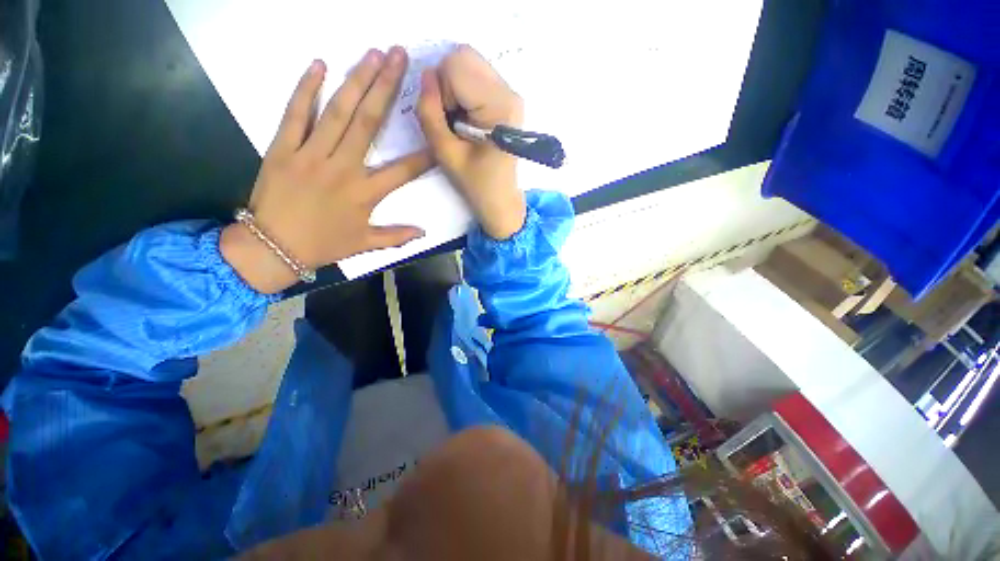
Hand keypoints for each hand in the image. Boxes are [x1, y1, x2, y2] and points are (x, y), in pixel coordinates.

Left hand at [222, 48, 431, 293]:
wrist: (272, 247)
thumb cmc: (323, 245)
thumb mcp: (365, 245)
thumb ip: (396, 237)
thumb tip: (424, 233)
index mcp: (365, 193)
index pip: (403, 171)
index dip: (424, 154)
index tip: (438, 131)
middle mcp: (343, 168)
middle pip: (369, 123)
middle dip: (386, 87)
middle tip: (399, 57)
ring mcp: (311, 154)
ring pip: (338, 112)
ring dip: (357, 79)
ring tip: (373, 53)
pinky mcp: (283, 147)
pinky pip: (296, 114)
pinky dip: (307, 89)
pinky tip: (320, 64)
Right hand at [417, 45, 526, 239]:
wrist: (501, 199)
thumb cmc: (476, 183)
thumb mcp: (445, 153)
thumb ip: (429, 113)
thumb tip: (426, 76)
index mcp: (499, 105)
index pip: (456, 64)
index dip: (442, 90)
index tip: (448, 121)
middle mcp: (510, 91)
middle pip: (464, 56)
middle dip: (448, 84)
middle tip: (452, 119)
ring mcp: (511, 93)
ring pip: (469, 64)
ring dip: (455, 88)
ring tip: (461, 123)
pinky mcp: (508, 99)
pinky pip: (477, 77)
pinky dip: (464, 93)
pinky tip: (469, 120)